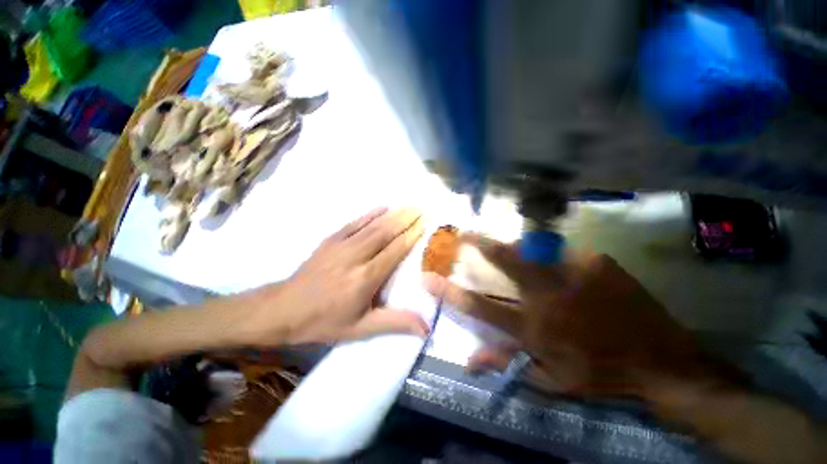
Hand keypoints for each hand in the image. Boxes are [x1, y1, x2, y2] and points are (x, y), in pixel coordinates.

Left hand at [245, 208, 429, 345]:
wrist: (284, 309)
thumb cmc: (325, 321)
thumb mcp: (361, 329)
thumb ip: (395, 323)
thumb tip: (426, 328)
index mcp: (366, 277)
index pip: (395, 250)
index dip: (412, 235)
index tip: (426, 224)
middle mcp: (356, 256)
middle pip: (386, 232)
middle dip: (407, 219)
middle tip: (423, 208)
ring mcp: (342, 245)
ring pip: (374, 225)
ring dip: (394, 214)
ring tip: (410, 205)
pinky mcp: (331, 240)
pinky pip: (355, 222)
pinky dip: (371, 213)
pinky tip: (383, 207)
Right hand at [423, 233, 721, 397]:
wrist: (662, 361)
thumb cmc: (600, 375)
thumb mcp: (550, 380)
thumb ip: (506, 365)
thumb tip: (467, 361)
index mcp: (533, 326)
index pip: (478, 306)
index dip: (449, 292)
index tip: (428, 278)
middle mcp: (547, 295)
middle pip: (504, 261)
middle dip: (479, 244)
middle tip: (462, 233)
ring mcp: (574, 272)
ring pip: (532, 250)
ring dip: (514, 247)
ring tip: (509, 248)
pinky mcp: (596, 261)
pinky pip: (562, 252)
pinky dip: (551, 255)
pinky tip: (558, 266)